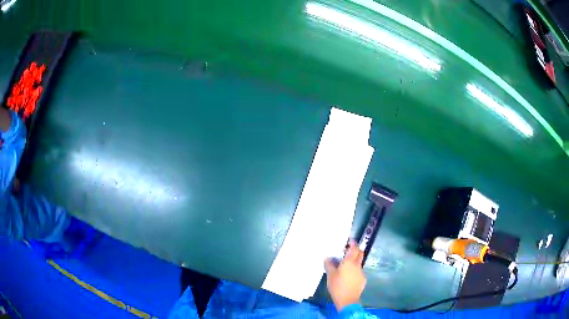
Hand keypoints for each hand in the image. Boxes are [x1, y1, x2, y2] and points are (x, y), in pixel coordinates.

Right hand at [324, 240, 366, 310]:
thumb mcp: (330, 275)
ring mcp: (361, 272)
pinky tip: (348, 277)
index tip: (350, 241)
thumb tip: (328, 258)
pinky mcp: (362, 279)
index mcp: (349, 262)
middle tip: (347, 251)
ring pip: (359, 263)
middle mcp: (357, 265)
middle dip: (355, 250)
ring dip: (354, 261)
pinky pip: (358, 271)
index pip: (354, 249)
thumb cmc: (337, 286)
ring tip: (345, 266)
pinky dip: (354, 270)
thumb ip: (329, 265)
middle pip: (360, 254)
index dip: (353, 244)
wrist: (347, 300)